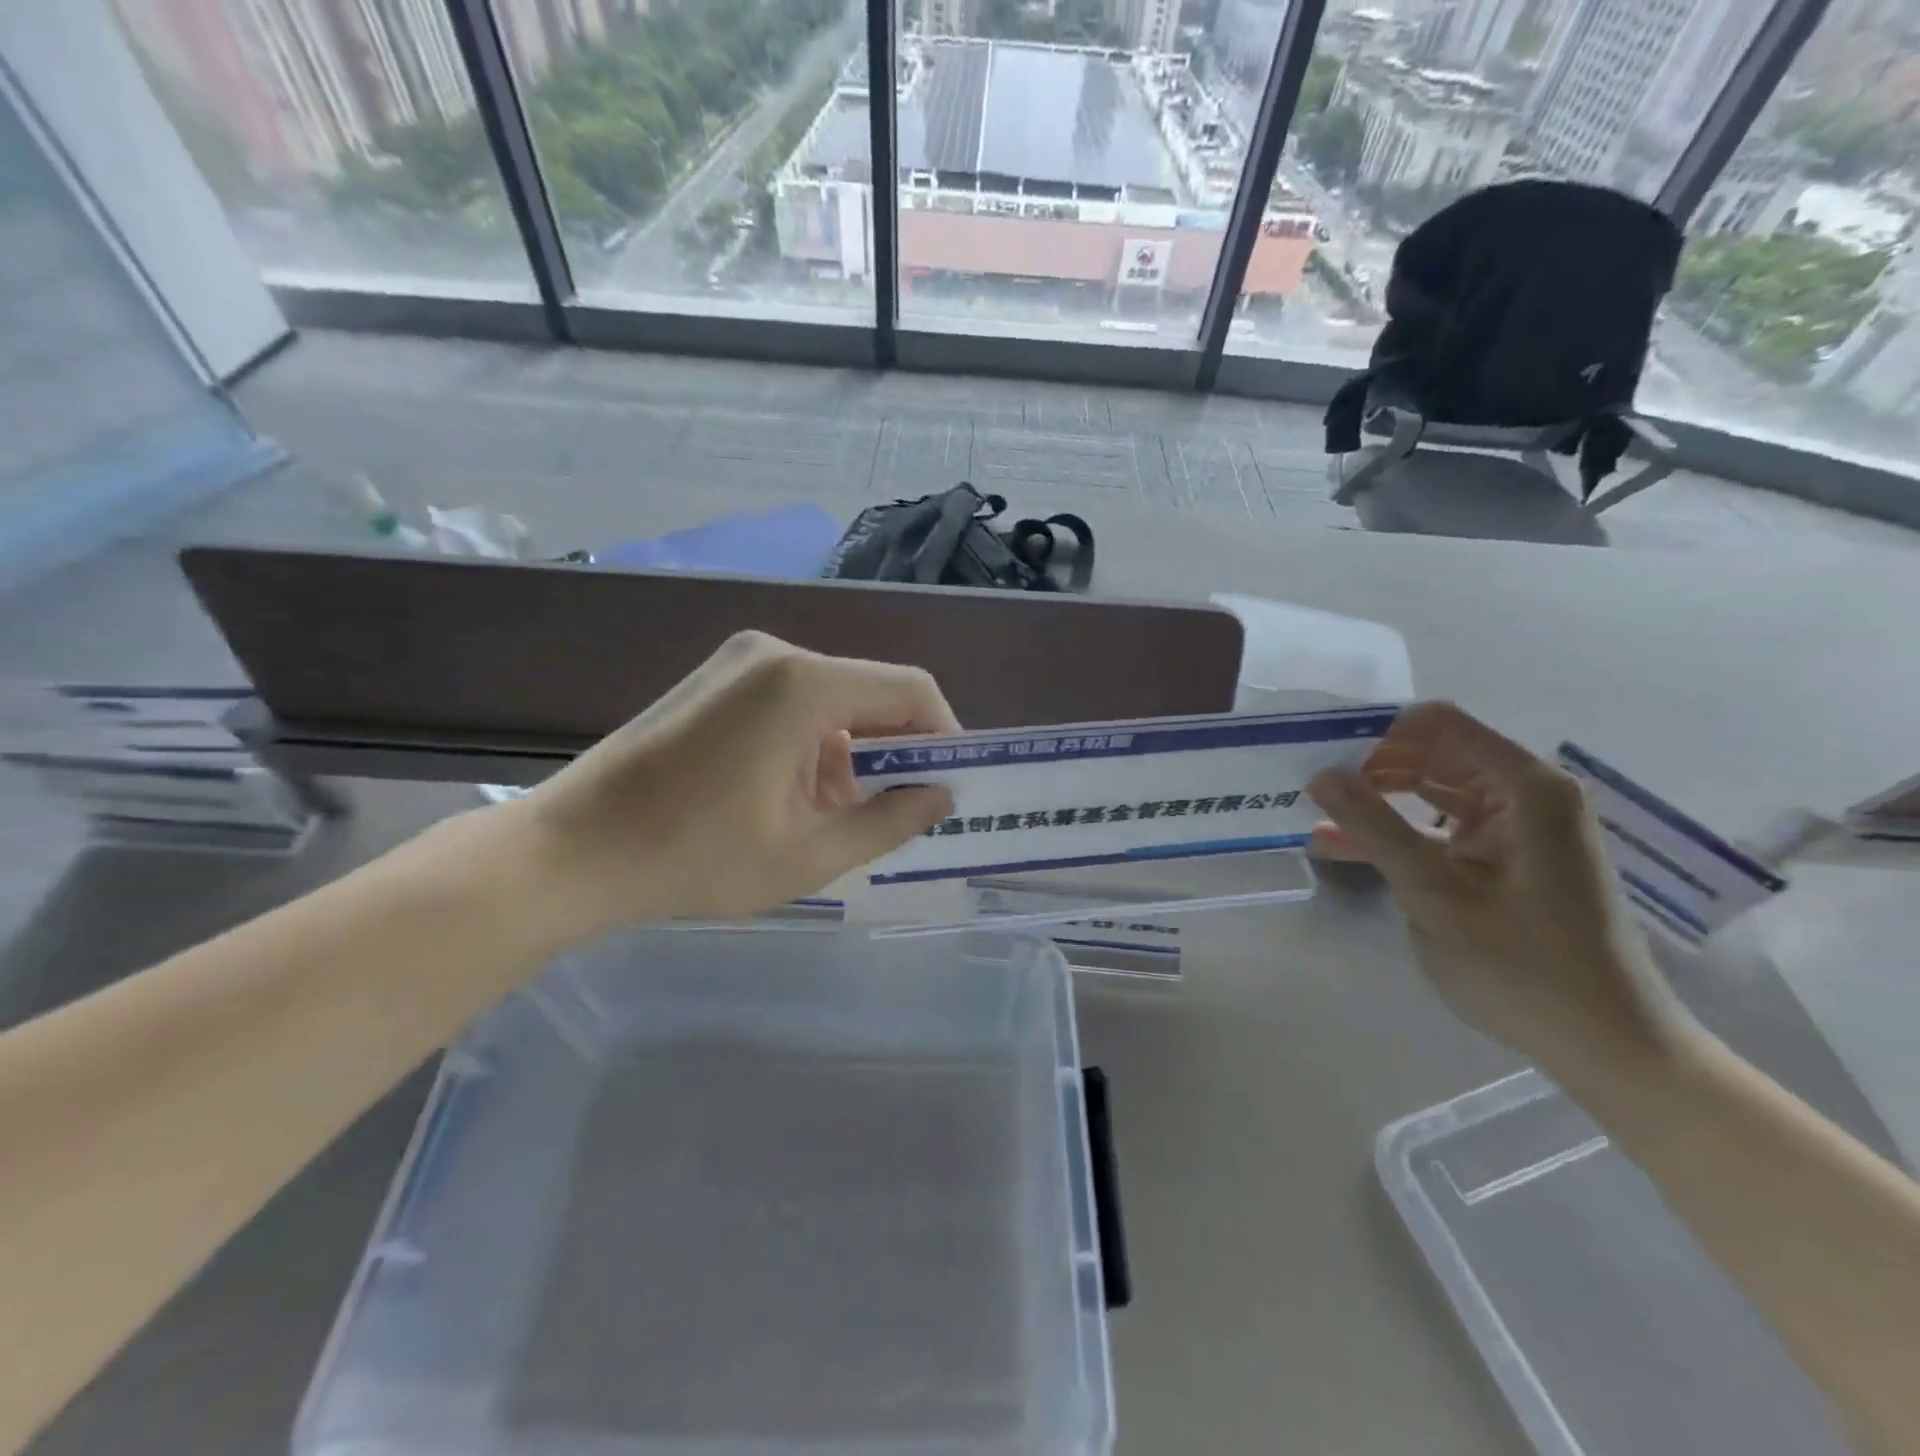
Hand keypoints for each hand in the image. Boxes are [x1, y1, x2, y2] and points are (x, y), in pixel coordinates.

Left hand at [507, 632, 957, 937]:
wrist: (571, 851)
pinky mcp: (716, 680)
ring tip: (842, 816)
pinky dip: (814, 744)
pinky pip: (793, 702)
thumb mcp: (809, 853)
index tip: (951, 786)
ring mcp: (740, 661)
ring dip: (853, 753)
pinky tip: (796, 796)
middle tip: (904, 809)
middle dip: (898, 750)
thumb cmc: (694, 857)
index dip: (945, 735)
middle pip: (871, 691)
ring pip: (833, 700)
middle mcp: (776, 653)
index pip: (910, 689)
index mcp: (803, 683)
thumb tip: (941, 796)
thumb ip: (890, 820)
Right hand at [1306, 702, 1686, 1080]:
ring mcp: (1513, 827)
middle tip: (1307, 784)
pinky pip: (1436, 827)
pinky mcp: (1501, 857)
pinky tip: (1336, 844)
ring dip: (1373, 799)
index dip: (1378, 732)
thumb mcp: (1434, 893)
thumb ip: (1374, 827)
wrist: (1605, 1044)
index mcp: (1525, 787)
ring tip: (1312, 810)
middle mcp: (1524, 794)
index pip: (1439, 724)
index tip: (1323, 755)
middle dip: (1368, 765)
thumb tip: (1319, 774)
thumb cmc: (1525, 965)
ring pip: (1428, 790)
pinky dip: (1393, 832)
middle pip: (1432, 753)